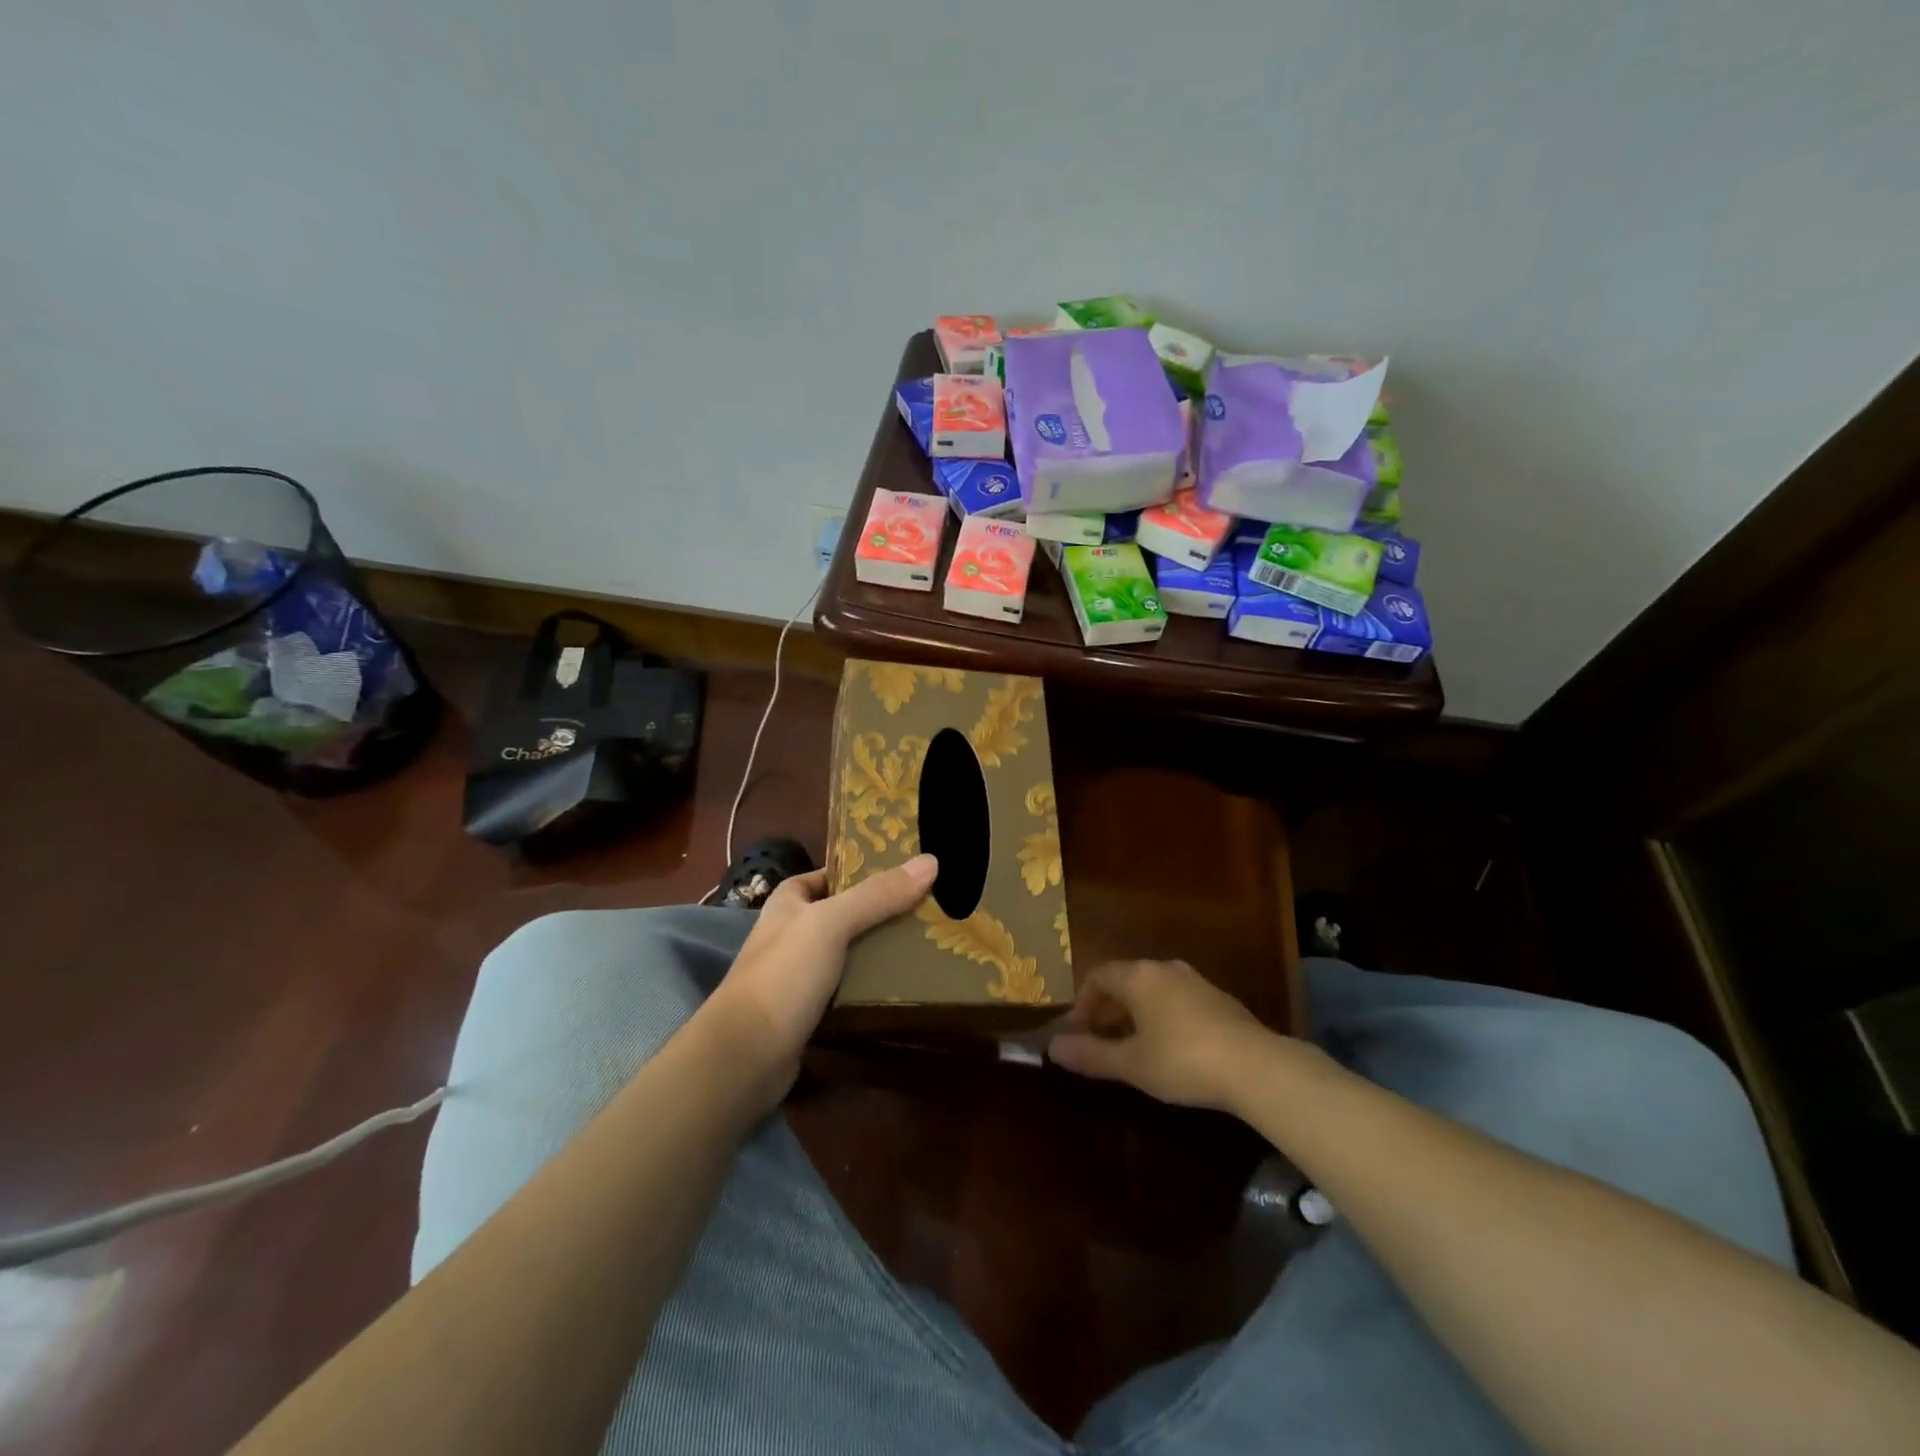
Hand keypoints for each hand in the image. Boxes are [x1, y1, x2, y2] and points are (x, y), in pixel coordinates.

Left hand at [705, 854, 937, 1109]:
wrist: (746, 1055)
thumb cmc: (783, 975)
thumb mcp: (831, 924)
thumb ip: (877, 895)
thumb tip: (931, 861)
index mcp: (789, 903)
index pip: (830, 874)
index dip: (863, 870)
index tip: (907, 872)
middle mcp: (792, 934)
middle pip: (845, 914)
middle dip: (882, 913)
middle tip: (929, 909)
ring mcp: (799, 975)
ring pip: (849, 953)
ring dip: (880, 951)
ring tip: (927, 944)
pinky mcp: (810, 1011)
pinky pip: (848, 989)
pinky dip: (872, 986)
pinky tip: (904, 985)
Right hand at [1047, 959, 1301, 1112]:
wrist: (1256, 1066)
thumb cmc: (1182, 1060)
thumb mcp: (1131, 1063)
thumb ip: (1091, 1054)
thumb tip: (1052, 1047)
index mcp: (1139, 976)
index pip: (1098, 975)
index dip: (1082, 1002)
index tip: (1077, 1032)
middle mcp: (1165, 969)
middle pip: (1126, 980)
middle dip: (1108, 1008)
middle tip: (1100, 1041)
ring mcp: (1195, 982)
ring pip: (1153, 990)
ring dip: (1135, 1013)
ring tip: (1132, 1047)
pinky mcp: (1219, 1000)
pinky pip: (1177, 1000)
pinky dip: (1162, 1017)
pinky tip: (1170, 1049)